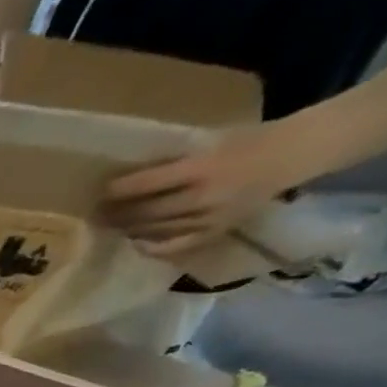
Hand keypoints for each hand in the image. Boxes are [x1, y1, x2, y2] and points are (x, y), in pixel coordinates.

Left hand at [102, 124, 308, 255]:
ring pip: (156, 230)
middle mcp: (201, 198)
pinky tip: (135, 243)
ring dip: (130, 229)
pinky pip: (174, 245)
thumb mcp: (211, 139)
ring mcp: (206, 219)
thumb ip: (176, 159)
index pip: (148, 184)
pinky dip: (151, 246)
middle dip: (118, 213)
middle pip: (147, 212)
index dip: (121, 190)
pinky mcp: (213, 233)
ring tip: (110, 227)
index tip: (101, 191)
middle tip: (97, 214)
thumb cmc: (247, 140)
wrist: (290, 156)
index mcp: (202, 168)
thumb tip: (134, 172)